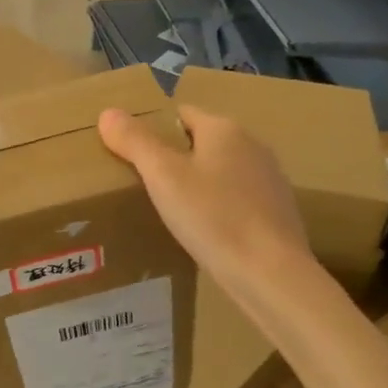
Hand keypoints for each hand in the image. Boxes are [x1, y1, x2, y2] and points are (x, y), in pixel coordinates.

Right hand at [98, 105, 310, 288]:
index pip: (182, 113)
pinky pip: (238, 198)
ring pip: (222, 171)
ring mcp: (270, 178)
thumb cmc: (213, 217)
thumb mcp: (163, 177)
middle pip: (202, 142)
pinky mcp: (279, 210)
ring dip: (199, 183)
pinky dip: (220, 207)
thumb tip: (108, 113)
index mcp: (224, 129)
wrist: (272, 274)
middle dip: (176, 157)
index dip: (155, 129)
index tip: (133, 154)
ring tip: (173, 209)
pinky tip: (206, 231)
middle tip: (145, 183)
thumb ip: (135, 141)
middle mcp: (253, 145)